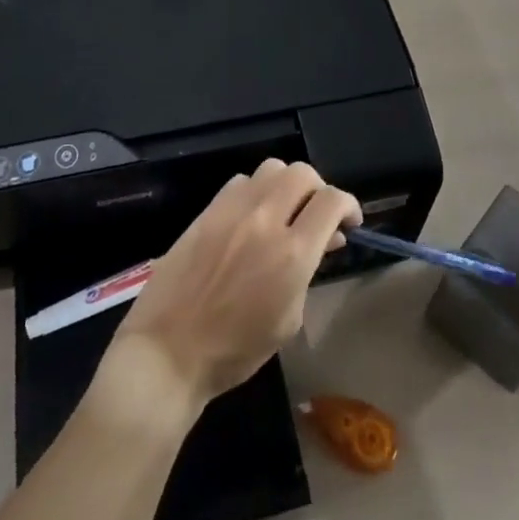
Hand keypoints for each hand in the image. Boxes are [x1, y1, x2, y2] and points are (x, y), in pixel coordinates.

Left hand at [106, 158, 361, 416]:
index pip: (331, 201)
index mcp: (292, 253)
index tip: (349, 221)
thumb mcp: (288, 320)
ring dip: (287, 185)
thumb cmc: (235, 351)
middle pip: (303, 173)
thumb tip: (324, 240)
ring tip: (285, 211)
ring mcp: (232, 210)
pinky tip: (252, 217)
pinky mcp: (208, 210)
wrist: (168, 350)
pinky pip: (241, 182)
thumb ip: (307, 272)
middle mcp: (265, 219)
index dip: (349, 205)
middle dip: (319, 190)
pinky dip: (256, 192)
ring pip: (272, 168)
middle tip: (318, 215)